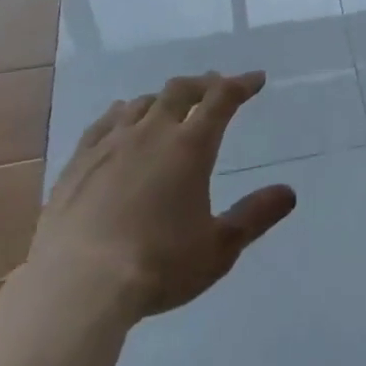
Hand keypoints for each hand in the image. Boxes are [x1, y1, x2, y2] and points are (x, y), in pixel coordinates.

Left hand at [29, 71, 296, 319]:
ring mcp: (111, 143)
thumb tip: (289, 192)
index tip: (256, 80)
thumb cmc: (157, 266)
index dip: (242, 84)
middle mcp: (152, 132)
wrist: (77, 286)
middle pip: (180, 91)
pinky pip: (104, 122)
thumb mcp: (217, 249)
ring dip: (163, 99)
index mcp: (190, 146)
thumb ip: (254, 216)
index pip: (222, 99)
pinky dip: (121, 113)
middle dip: (202, 84)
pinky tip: (120, 119)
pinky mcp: (78, 161)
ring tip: (170, 105)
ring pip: (141, 103)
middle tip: (214, 87)